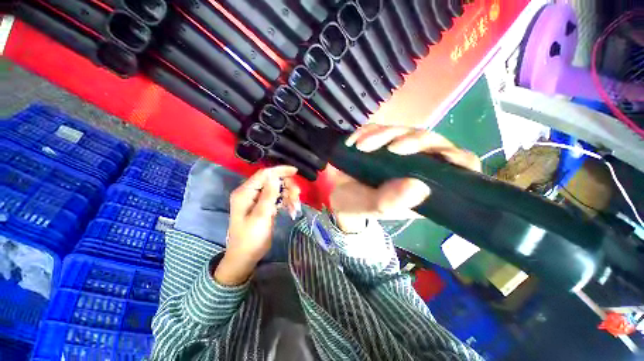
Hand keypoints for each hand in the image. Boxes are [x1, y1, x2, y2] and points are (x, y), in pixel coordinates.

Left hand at [215, 166, 300, 285]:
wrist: (245, 257)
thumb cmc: (250, 239)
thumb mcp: (260, 217)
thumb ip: (268, 195)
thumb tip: (274, 176)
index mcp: (245, 193)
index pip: (264, 174)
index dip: (280, 171)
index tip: (296, 172)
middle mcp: (251, 193)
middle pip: (273, 181)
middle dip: (287, 187)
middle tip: (297, 197)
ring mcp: (258, 200)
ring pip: (278, 189)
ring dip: (289, 196)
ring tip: (295, 208)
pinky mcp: (264, 206)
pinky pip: (278, 198)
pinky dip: (286, 203)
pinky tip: (292, 211)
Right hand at [328, 124, 480, 232]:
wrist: (335, 194)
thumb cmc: (355, 205)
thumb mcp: (370, 208)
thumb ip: (390, 202)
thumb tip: (419, 187)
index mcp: (421, 186)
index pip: (456, 168)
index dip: (458, 159)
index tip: (445, 157)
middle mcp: (413, 166)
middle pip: (428, 141)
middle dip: (411, 140)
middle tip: (389, 148)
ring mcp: (395, 151)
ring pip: (402, 131)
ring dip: (382, 135)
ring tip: (359, 146)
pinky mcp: (378, 142)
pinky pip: (378, 129)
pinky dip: (366, 131)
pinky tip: (352, 142)